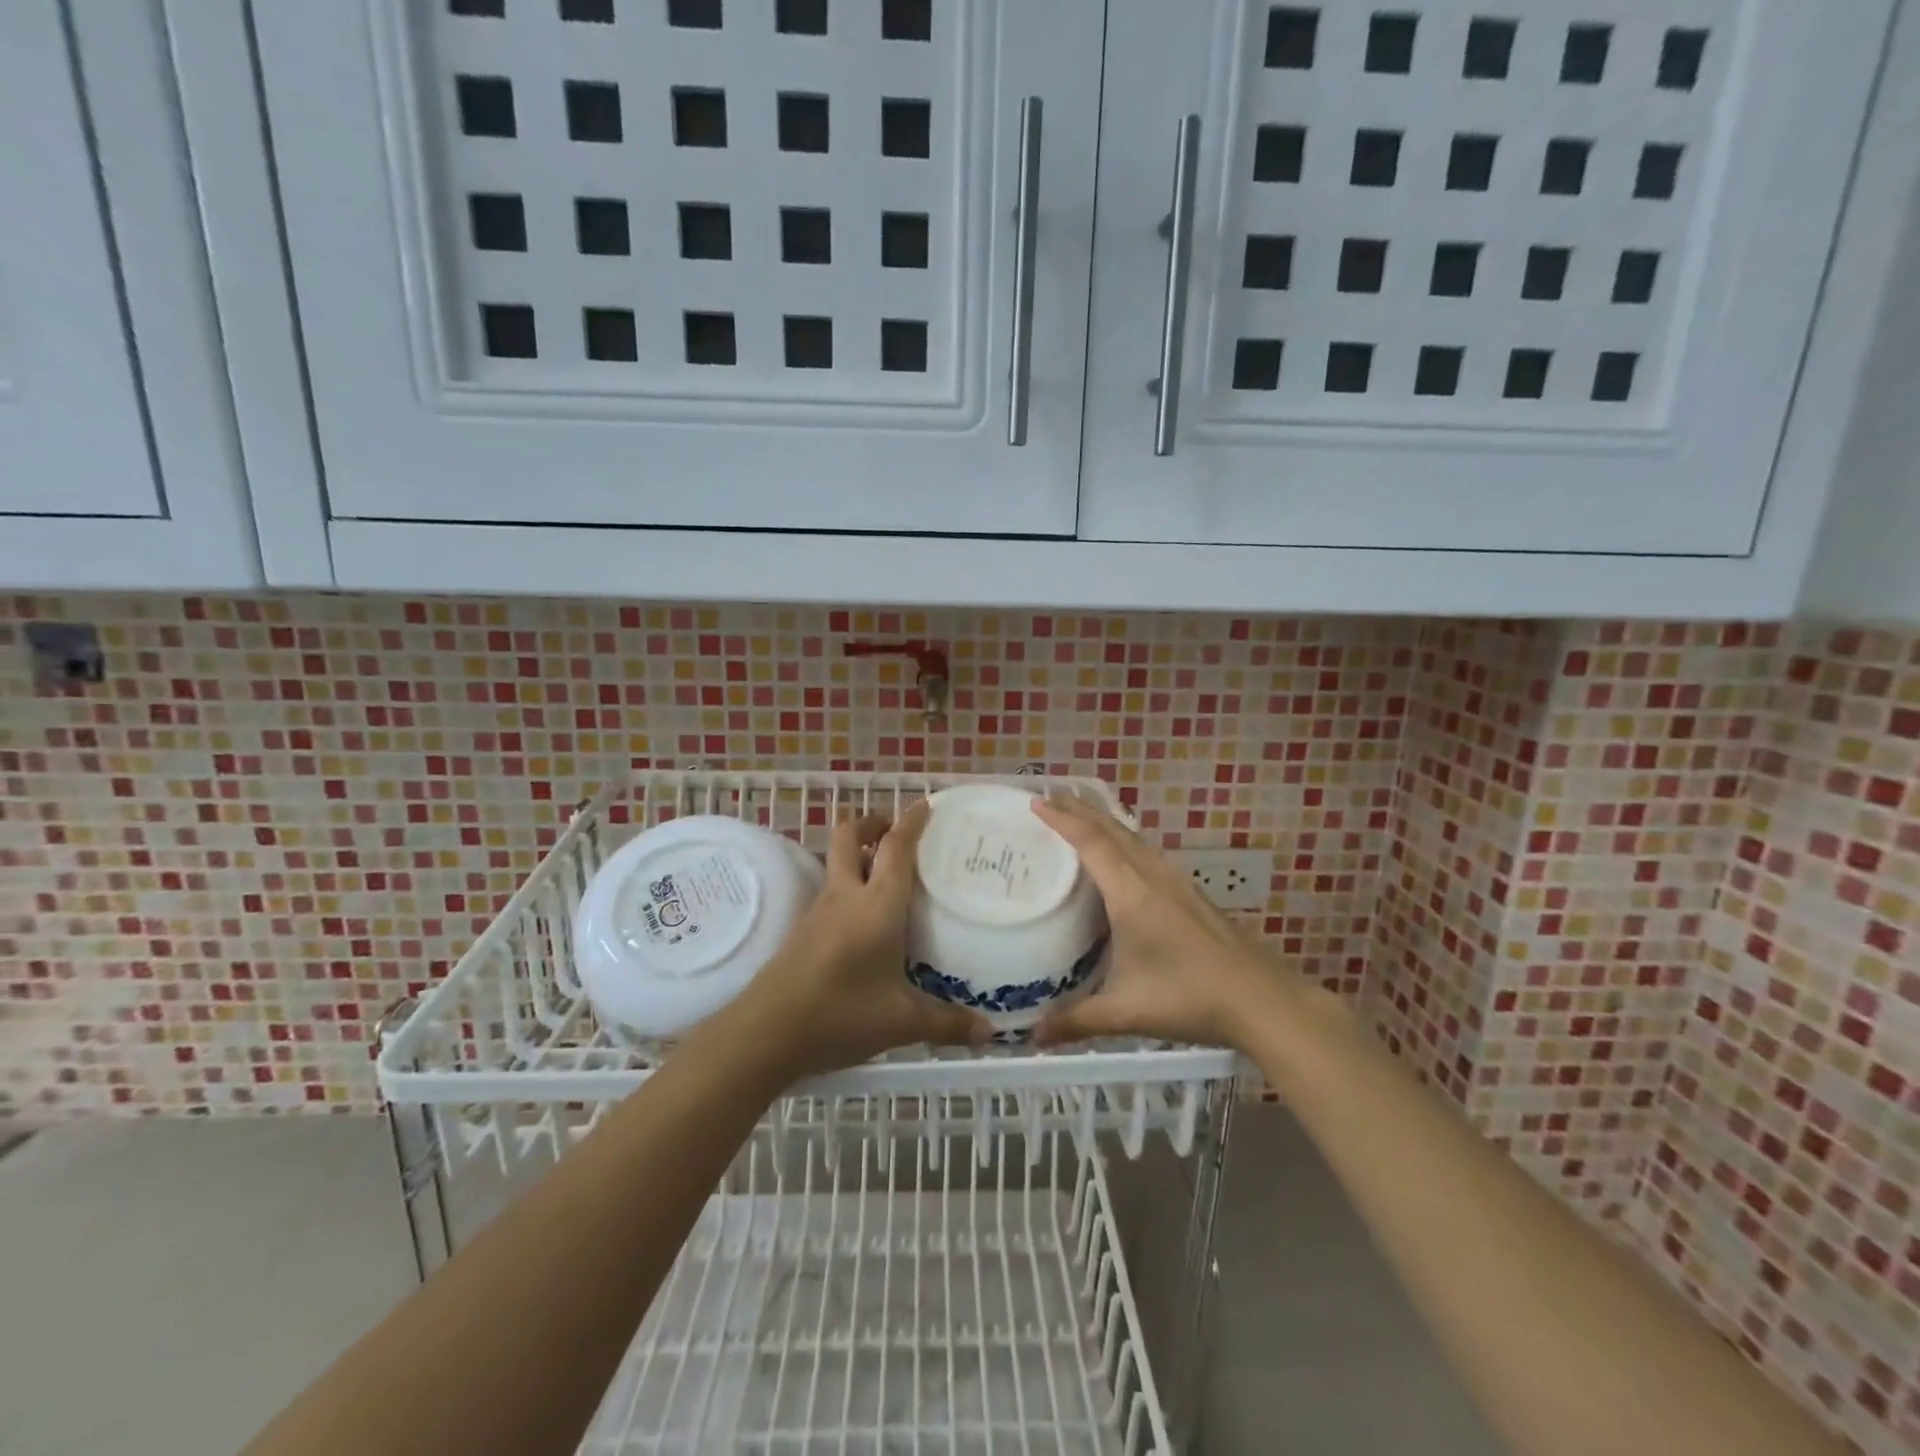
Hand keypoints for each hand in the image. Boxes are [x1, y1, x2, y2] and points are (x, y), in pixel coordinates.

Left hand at [726, 804, 990, 1079]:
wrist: (765, 1033)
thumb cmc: (840, 1014)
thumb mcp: (901, 1022)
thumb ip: (947, 1024)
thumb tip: (989, 1033)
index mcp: (877, 904)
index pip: (896, 847)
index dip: (912, 822)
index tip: (926, 804)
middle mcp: (846, 896)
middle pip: (850, 836)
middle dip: (872, 823)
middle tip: (895, 832)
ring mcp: (818, 911)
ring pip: (836, 862)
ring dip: (857, 853)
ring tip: (885, 873)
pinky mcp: (802, 930)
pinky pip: (829, 891)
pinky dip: (848, 886)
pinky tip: (863, 918)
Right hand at [1029, 795, 1280, 1051]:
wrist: (1261, 999)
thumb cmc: (1189, 998)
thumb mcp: (1126, 1011)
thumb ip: (1077, 1021)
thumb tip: (1032, 1037)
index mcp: (1132, 894)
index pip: (1092, 843)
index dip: (1063, 820)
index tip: (1036, 802)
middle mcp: (1153, 877)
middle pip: (1113, 830)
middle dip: (1080, 809)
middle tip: (1050, 796)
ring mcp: (1176, 882)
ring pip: (1133, 838)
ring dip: (1104, 821)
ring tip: (1080, 814)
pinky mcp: (1190, 894)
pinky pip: (1147, 852)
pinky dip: (1124, 839)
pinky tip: (1123, 853)